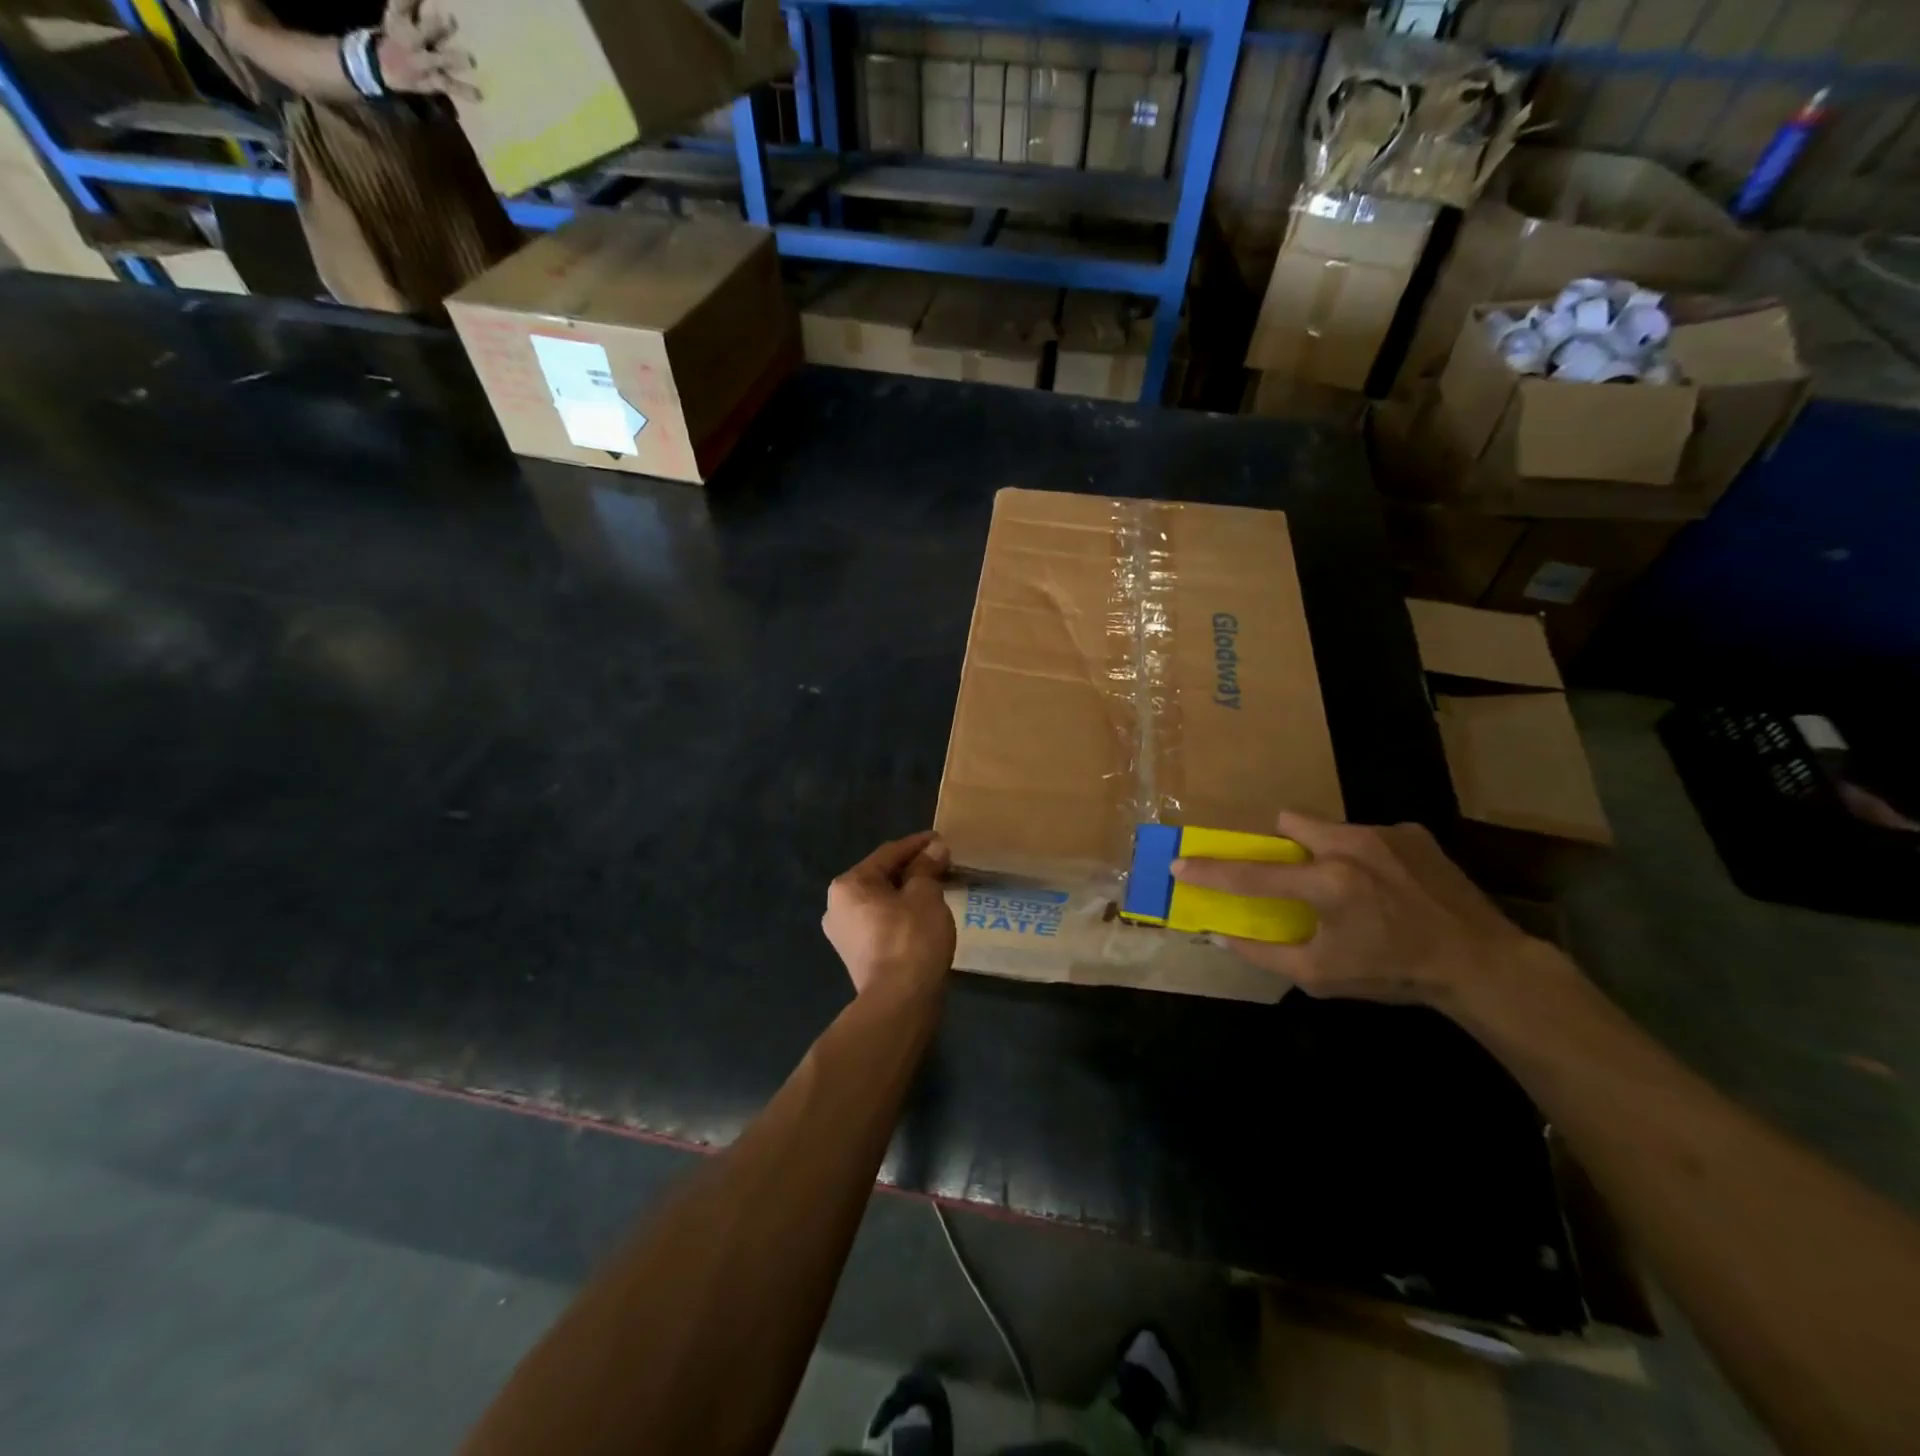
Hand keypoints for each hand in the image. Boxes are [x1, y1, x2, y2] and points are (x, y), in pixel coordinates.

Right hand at [378, 0, 478, 100]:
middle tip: (452, 19)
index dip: (414, 0)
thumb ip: (412, 3)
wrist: (384, 67)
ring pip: (440, 58)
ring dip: (455, 59)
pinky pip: (450, 86)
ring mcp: (423, 61)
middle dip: (437, 25)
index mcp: (400, 18)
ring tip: (472, 60)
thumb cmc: (398, 35)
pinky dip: (465, 91)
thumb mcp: (400, 15)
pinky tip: (480, 95)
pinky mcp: (433, 80)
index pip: (403, 4)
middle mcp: (412, 38)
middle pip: (426, 29)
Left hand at [823, 832, 955, 999]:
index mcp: (848, 885)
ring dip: (907, 893)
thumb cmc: (911, 938)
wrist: (899, 1002)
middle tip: (941, 864)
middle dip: (912, 870)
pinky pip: (881, 923)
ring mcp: (844, 935)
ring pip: (881, 902)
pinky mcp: (856, 957)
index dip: (917, 844)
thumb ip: (927, 868)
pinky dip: (901, 915)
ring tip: (936, 888)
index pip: (888, 854)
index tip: (940, 839)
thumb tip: (934, 848)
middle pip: (881, 877)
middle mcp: (837, 906)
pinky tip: (923, 916)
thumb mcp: (925, 895)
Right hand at [1171, 812, 1543, 1014]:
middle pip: (1289, 821)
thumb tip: (1221, 936)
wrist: (1482, 963)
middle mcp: (1350, 846)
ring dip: (1324, 850)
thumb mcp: (1321, 976)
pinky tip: (1388, 886)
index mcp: (1327, 883)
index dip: (1211, 871)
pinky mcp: (1412, 832)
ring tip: (1351, 886)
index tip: (1180, 863)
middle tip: (1294, 874)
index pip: (1252, 873)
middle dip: (1281, 844)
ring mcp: (1384, 833)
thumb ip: (1265, 953)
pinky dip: (1364, 854)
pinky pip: (1367, 833)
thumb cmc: (1394, 973)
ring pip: (1329, 826)